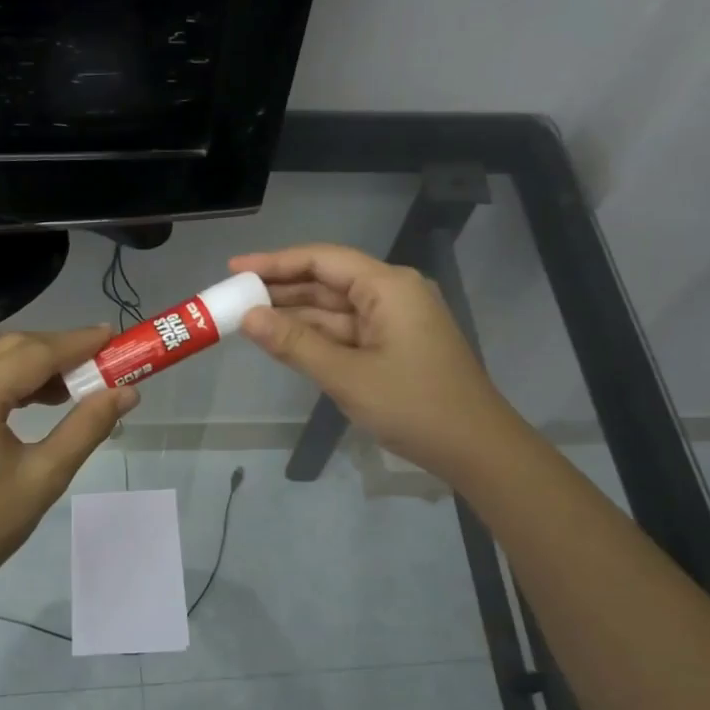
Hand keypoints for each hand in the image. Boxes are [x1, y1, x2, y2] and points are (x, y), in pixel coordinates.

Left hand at [0, 328, 137, 611]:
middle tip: (101, 361)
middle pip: (10, 348)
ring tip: (74, 385)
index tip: (113, 337)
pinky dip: (6, 378)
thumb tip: (126, 393)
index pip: (33, 354)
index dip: (77, 343)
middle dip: (57, 350)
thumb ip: (86, 427)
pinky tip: (35, 397)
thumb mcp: (44, 478)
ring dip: (32, 363)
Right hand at [230, 244, 501, 478]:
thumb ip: (295, 344)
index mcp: (388, 287)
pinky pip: (346, 331)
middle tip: (233, 296)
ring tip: (246, 318)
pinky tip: (282, 340)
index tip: (234, 267)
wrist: (476, 449)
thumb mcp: (347, 376)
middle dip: (280, 289)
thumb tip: (248, 317)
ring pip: (334, 309)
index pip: (322, 260)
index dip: (275, 262)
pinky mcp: (394, 345)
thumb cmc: (414, 406)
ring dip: (294, 314)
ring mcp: (394, 321)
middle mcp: (392, 294)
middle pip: (327, 281)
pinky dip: (315, 336)